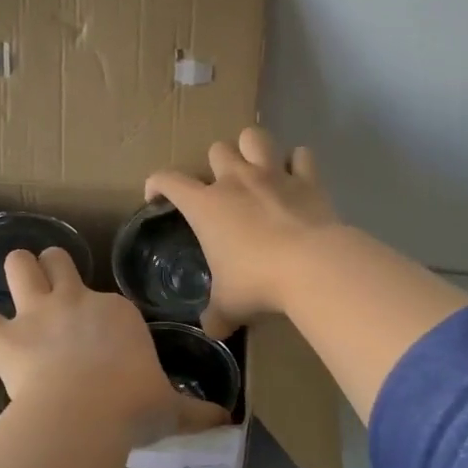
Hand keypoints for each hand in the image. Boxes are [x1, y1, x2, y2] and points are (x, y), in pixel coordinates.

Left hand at [0, 248, 229, 447]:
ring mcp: (37, 314)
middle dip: (52, 267)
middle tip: (52, 285)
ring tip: (18, 286)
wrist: (84, 414)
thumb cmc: (133, 406)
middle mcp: (76, 300)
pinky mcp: (4, 337)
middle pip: (58, 261)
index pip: (107, 299)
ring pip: (18, 266)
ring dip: (17, 273)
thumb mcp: (169, 408)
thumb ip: (195, 411)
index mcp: (116, 312)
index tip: (102, 335)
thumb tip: (227, 419)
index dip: (100, 314)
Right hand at [144, 128, 341, 337]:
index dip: (156, 183)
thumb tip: (212, 329)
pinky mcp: (307, 180)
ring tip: (255, 166)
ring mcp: (273, 175)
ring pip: (254, 137)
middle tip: (221, 188)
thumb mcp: (228, 306)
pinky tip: (297, 177)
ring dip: (252, 147)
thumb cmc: (257, 282)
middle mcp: (235, 180)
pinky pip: (301, 156)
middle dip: (215, 164)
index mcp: (206, 205)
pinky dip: (298, 163)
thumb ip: (216, 315)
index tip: (156, 197)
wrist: (311, 266)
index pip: (168, 180)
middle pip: (216, 149)